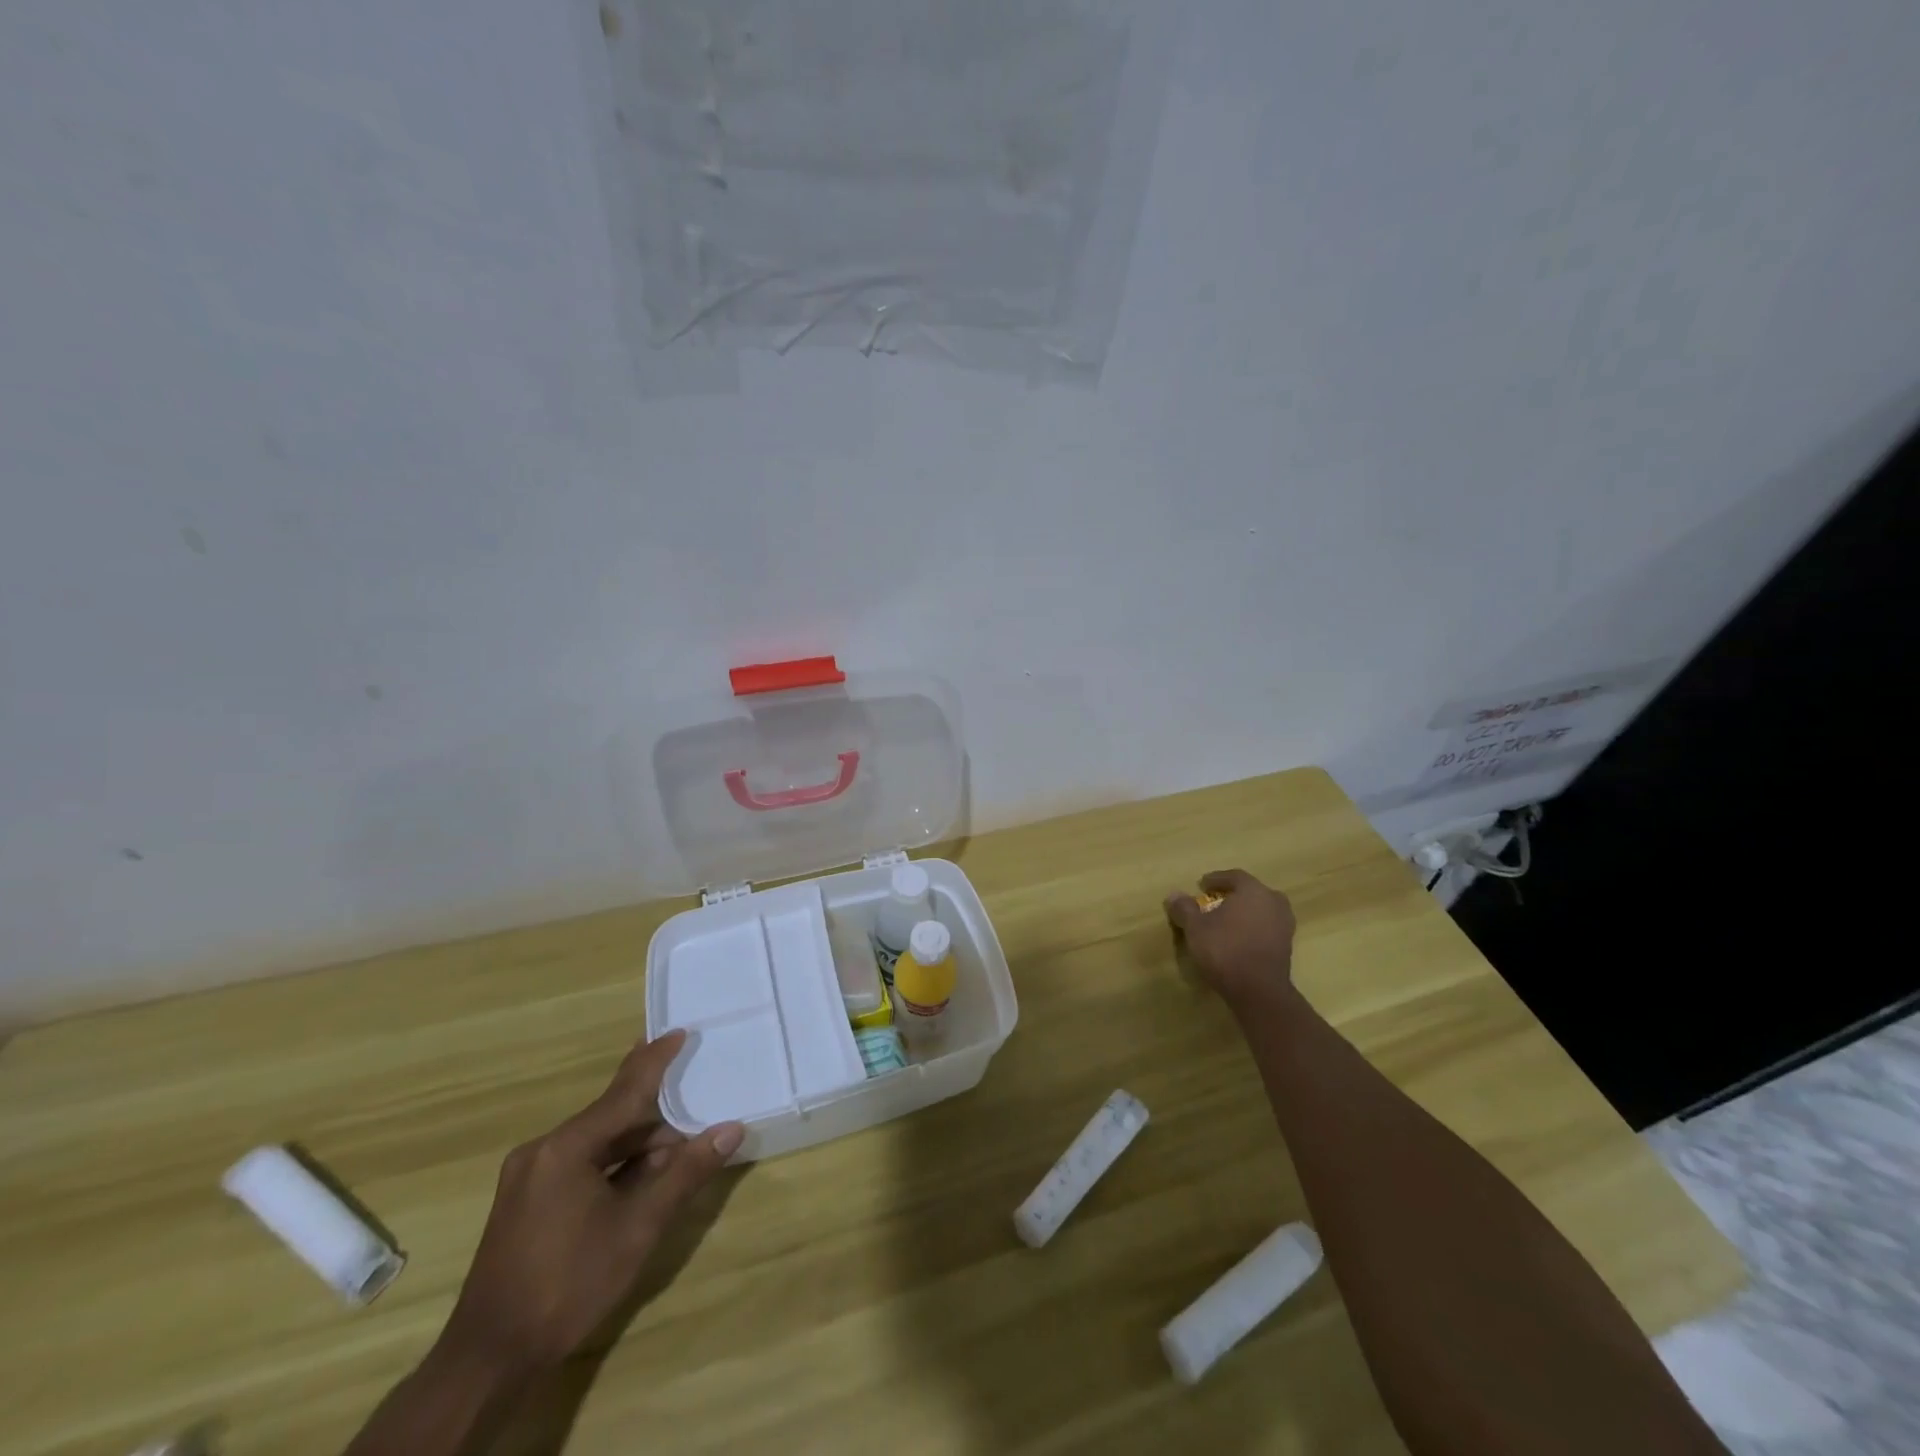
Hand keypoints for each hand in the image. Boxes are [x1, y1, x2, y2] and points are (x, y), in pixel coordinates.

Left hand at [440, 1030, 742, 1375]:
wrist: (489, 1359)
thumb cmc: (568, 1286)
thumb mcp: (637, 1228)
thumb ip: (685, 1173)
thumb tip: (730, 1130)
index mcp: (566, 1147)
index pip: (624, 1091)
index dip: (655, 1061)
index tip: (678, 1032)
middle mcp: (543, 1150)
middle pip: (611, 1115)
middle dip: (655, 1113)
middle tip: (691, 1097)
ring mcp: (530, 1175)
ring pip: (598, 1141)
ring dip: (638, 1144)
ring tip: (677, 1148)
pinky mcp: (527, 1199)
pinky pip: (581, 1162)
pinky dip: (615, 1163)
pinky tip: (641, 1174)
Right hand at [1165, 869, 1298, 1011]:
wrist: (1258, 990)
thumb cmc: (1225, 950)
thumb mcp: (1195, 928)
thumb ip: (1184, 909)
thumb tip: (1173, 895)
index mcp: (1253, 891)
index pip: (1234, 876)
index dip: (1216, 879)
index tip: (1202, 885)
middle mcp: (1273, 902)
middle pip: (1252, 892)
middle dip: (1234, 895)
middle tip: (1216, 901)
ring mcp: (1284, 925)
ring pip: (1262, 910)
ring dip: (1245, 912)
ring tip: (1227, 921)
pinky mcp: (1287, 947)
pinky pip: (1267, 928)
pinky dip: (1253, 928)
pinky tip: (1239, 939)